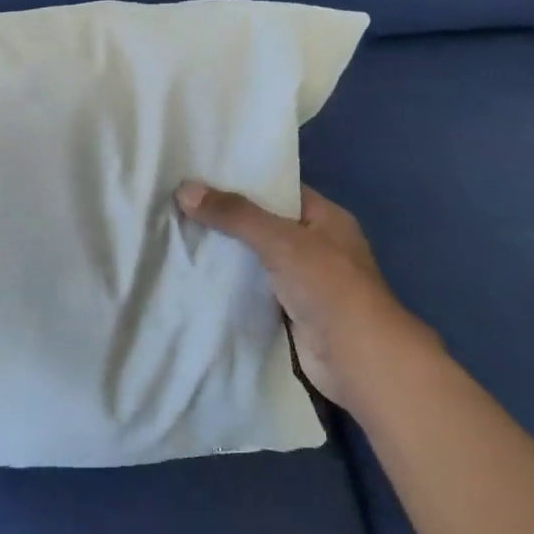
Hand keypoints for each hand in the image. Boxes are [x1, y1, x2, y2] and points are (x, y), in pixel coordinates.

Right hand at [176, 180, 436, 409]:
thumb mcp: (281, 240)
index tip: (200, 175)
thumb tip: (184, 189)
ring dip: (224, 252)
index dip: (242, 181)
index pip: (279, 190)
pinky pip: (251, 288)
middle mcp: (315, 245)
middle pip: (262, 223)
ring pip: (254, 257)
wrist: (356, 358)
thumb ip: (235, 215)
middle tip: (178, 203)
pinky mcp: (287, 310)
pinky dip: (228, 283)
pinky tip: (194, 273)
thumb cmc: (328, 287)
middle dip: (225, 217)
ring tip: (177, 233)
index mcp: (326, 218)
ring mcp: (303, 280)